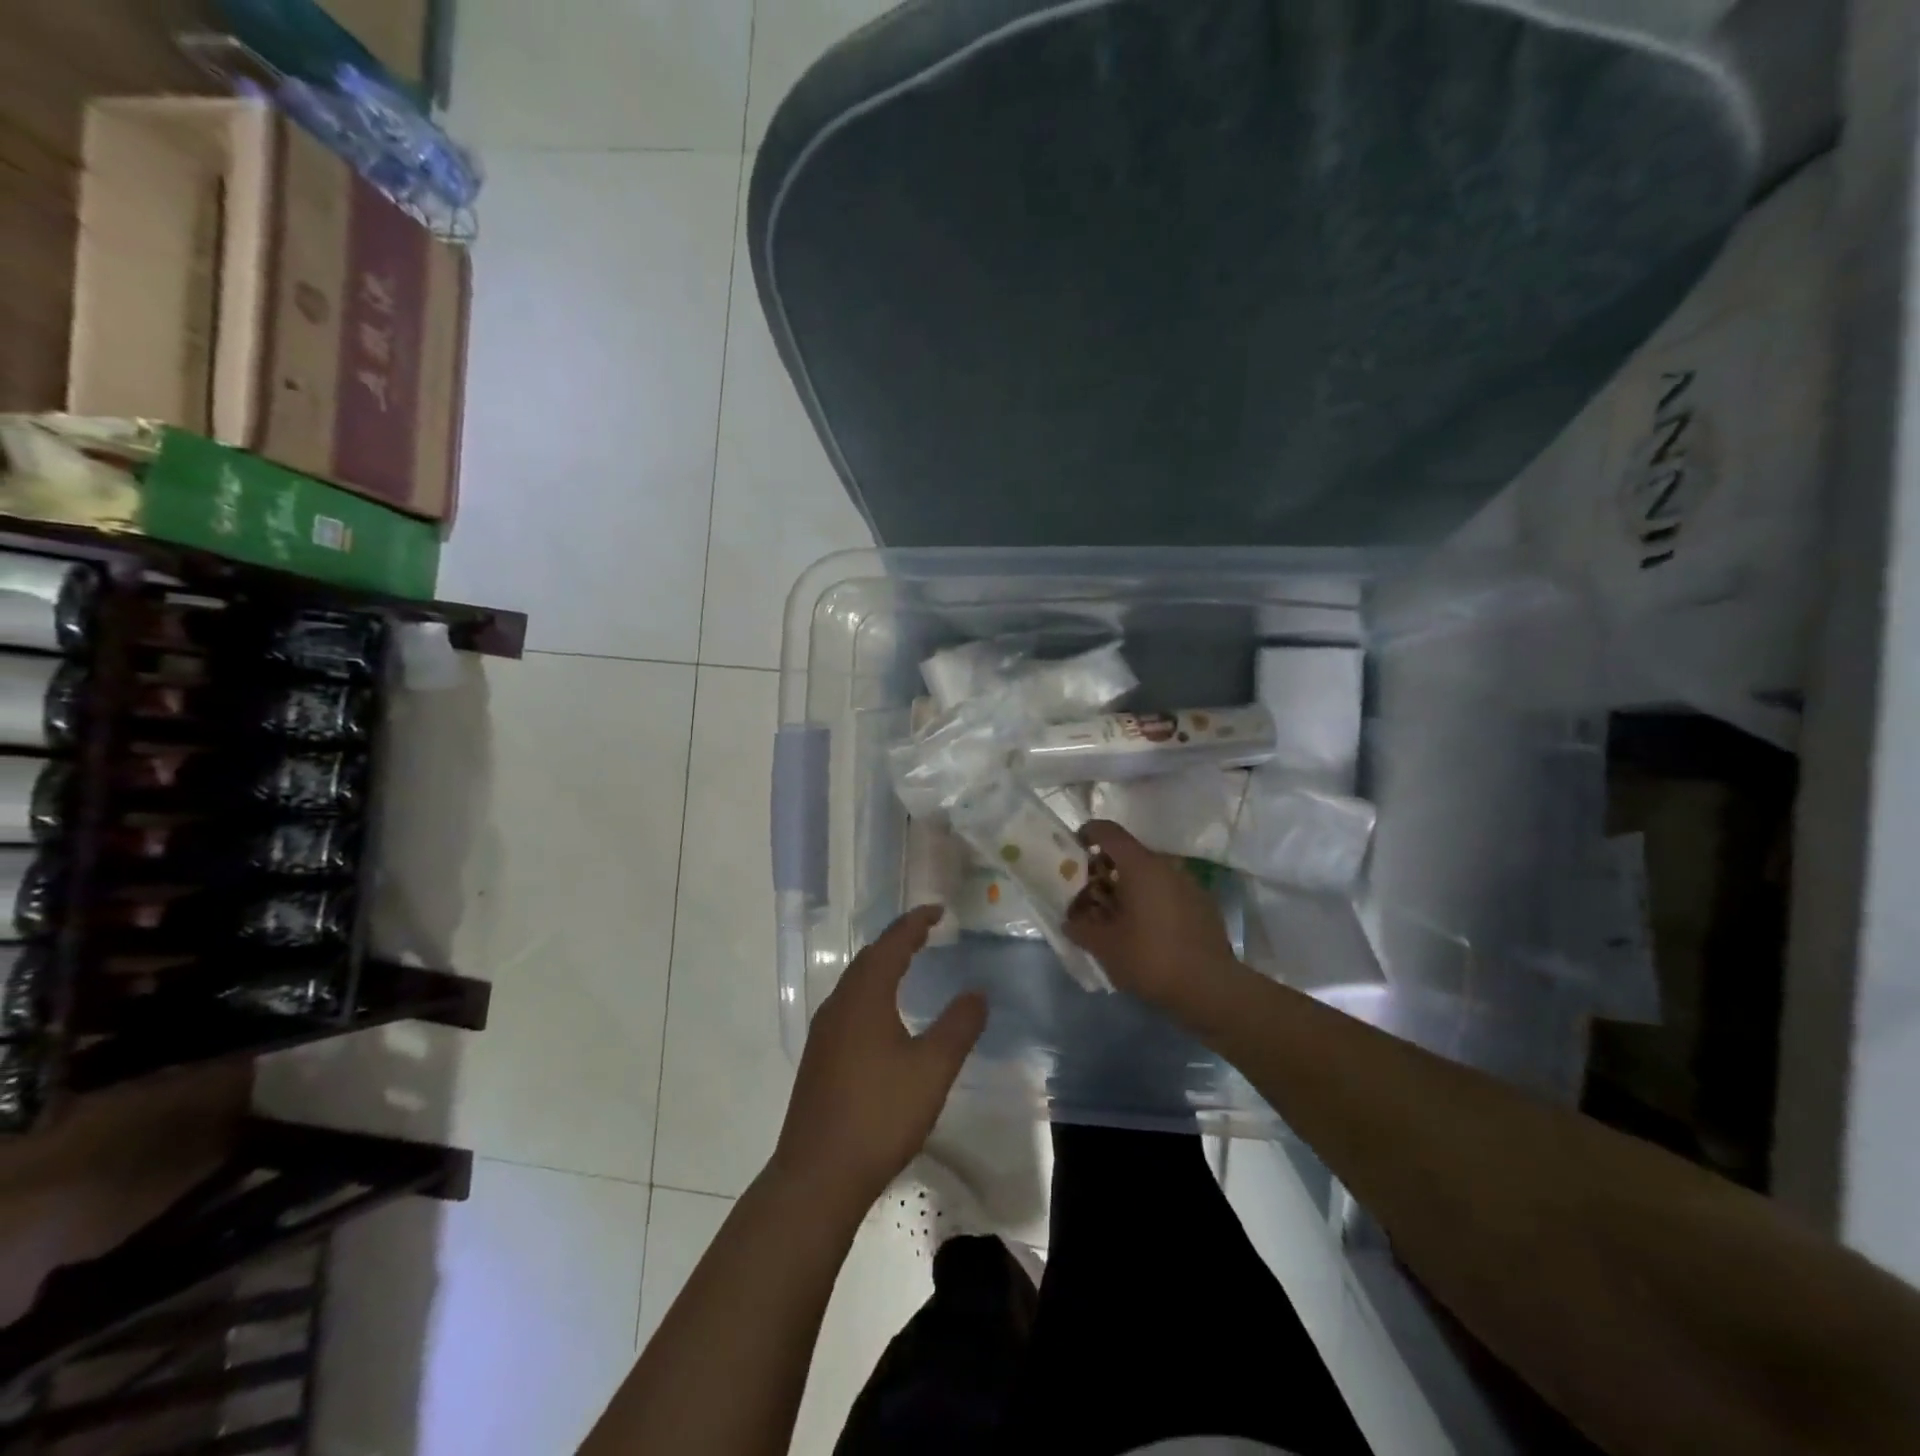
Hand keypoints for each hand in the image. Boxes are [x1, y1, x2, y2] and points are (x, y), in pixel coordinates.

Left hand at [771, 906, 986, 1213]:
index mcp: (865, 996)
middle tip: (926, 932)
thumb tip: (977, 992)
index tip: (937, 910)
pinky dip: (872, 993)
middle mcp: (839, 1005)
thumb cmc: (880, 1114)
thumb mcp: (932, 1069)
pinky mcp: (819, 1058)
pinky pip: (849, 1006)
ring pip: (855, 983)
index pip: (892, 944)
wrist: (818, 1175)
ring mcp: (824, 1032)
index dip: (915, 923)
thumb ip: (958, 1026)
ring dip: (882, 967)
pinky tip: (884, 1017)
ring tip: (908, 965)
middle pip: (869, 959)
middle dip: (898, 941)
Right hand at [1067, 820, 1238, 1010]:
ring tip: (1115, 917)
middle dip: (1104, 871)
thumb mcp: (1104, 946)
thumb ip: (1080, 928)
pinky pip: (1167, 891)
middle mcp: (1166, 866)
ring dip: (1128, 887)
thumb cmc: (1151, 958)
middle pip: (1128, 855)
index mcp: (1140, 866)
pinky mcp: (1203, 904)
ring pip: (1149, 874)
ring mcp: (1189, 884)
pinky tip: (1144, 930)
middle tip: (1089, 896)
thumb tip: (1069, 921)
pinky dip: (1150, 901)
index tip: (1074, 851)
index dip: (1087, 834)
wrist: (1210, 988)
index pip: (1109, 832)